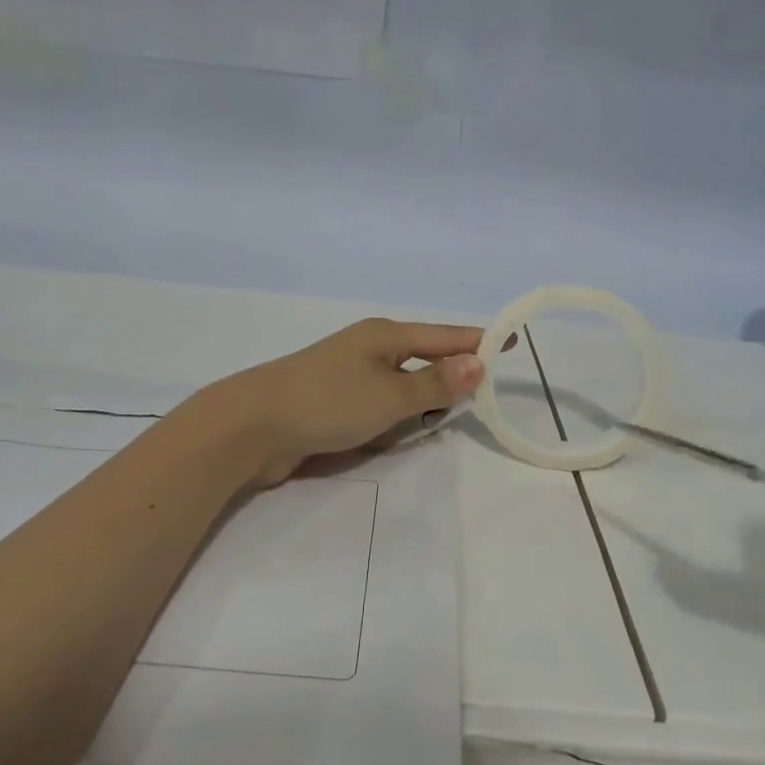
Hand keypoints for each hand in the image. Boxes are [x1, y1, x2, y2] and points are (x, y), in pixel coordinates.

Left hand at [198, 318, 485, 485]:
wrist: (252, 425)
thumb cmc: (328, 402)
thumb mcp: (391, 395)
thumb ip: (435, 384)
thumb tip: (478, 363)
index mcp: (385, 335)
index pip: (445, 336)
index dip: (479, 341)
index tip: (511, 345)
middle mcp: (368, 348)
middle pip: (423, 357)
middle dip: (451, 373)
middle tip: (483, 393)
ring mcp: (347, 373)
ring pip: (400, 383)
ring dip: (422, 398)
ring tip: (450, 414)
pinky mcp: (332, 401)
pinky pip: (378, 403)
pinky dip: (396, 414)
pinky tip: (403, 429)